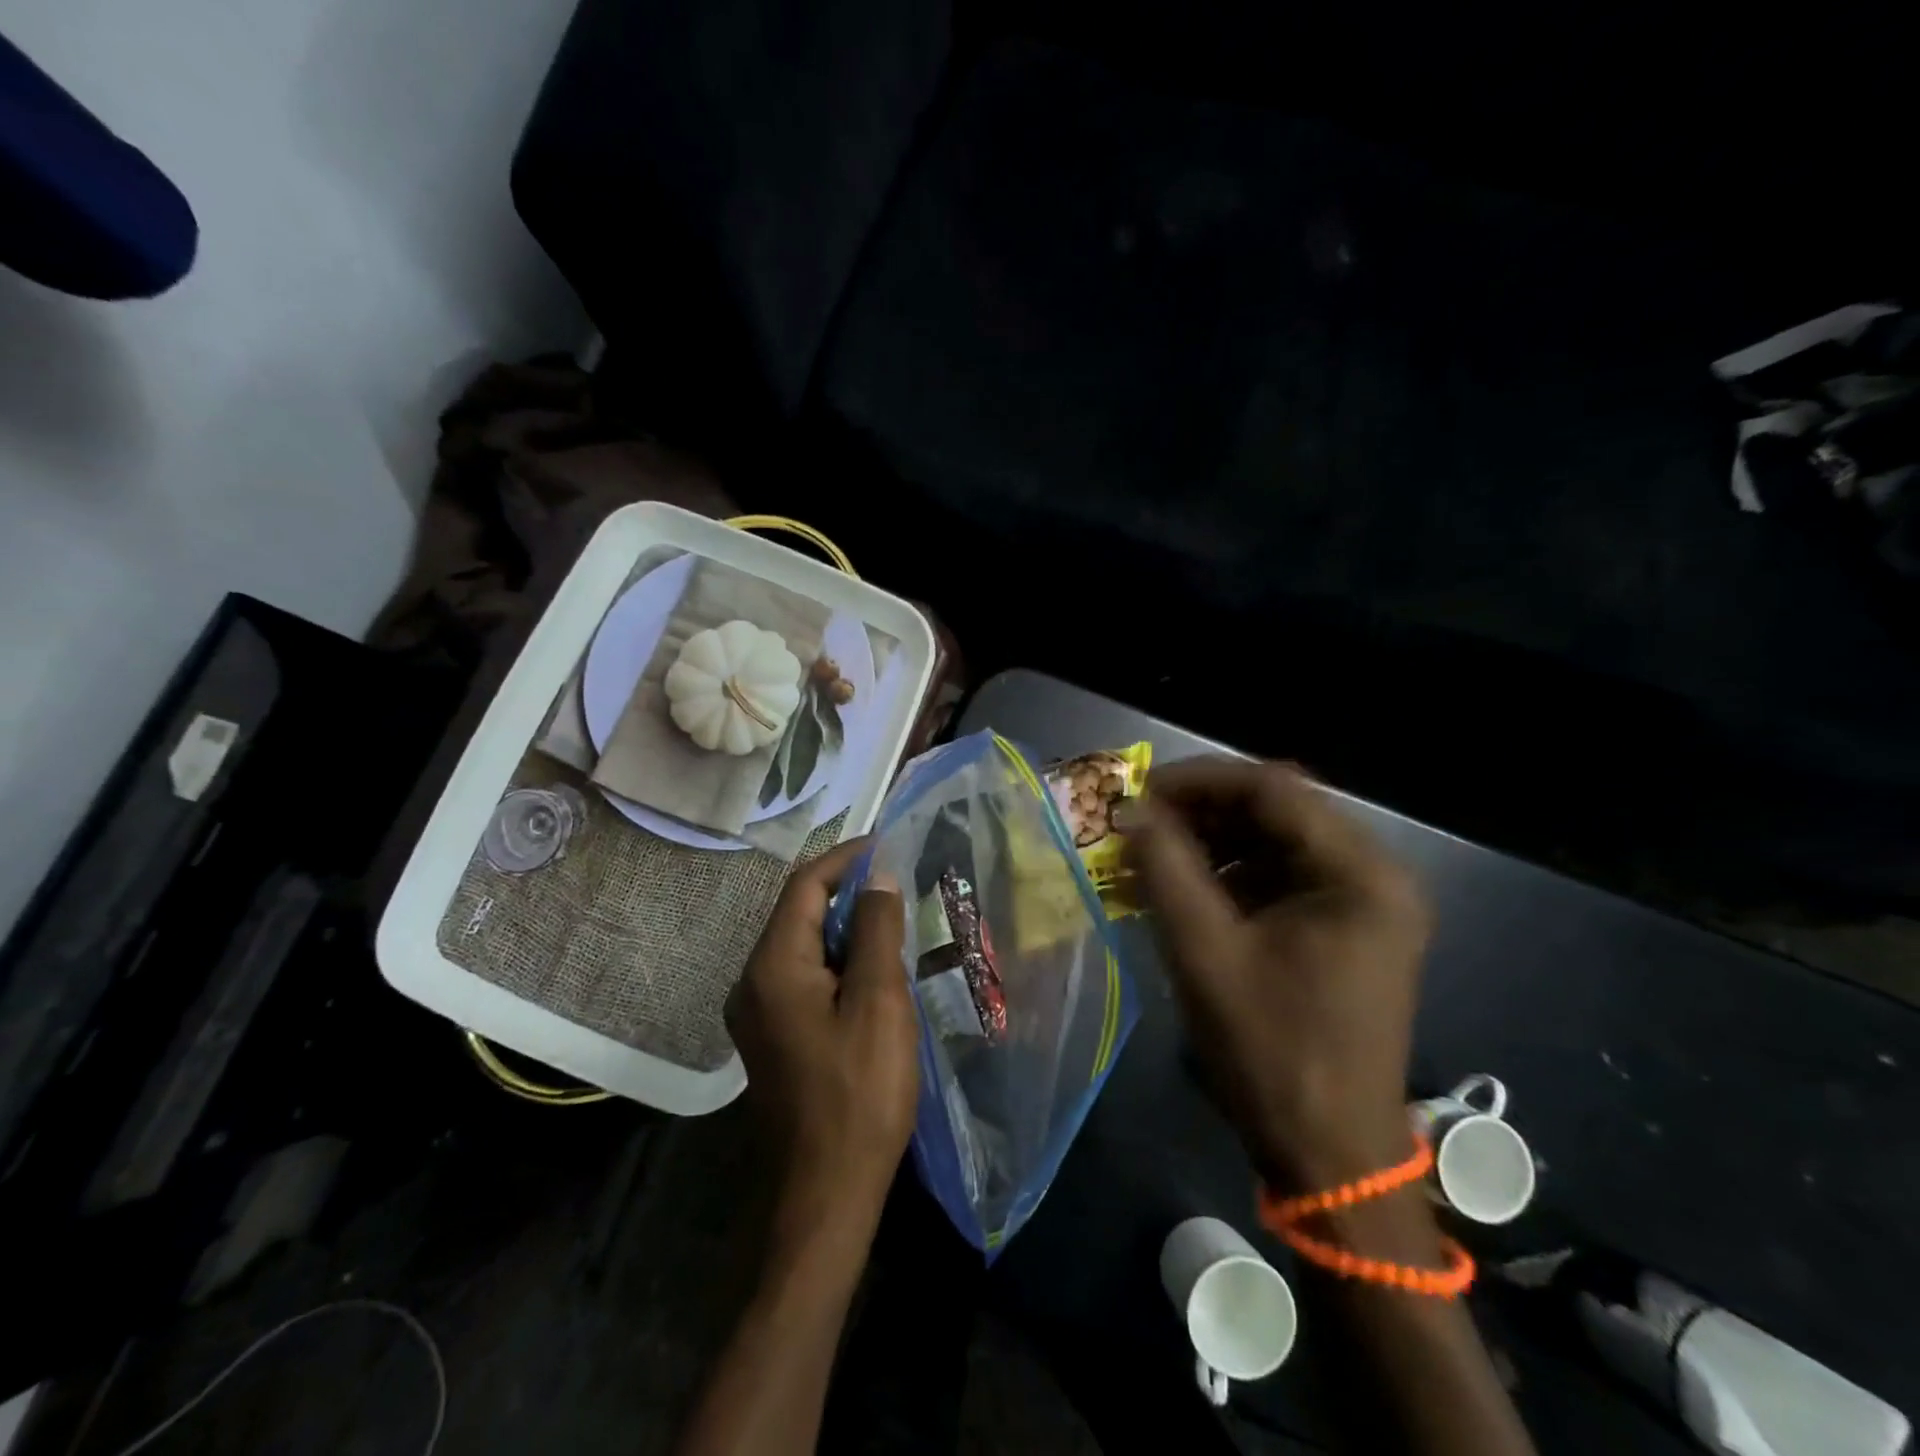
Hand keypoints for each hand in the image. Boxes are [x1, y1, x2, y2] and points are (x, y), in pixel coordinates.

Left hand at [727, 839, 919, 1230]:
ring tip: (895, 923)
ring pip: (804, 945)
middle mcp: (753, 981)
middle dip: (848, 891)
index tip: (888, 846)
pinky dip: (838, 960)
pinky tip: (874, 972)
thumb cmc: (860, 1093)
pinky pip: (804, 976)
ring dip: (846, 927)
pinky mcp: (772, 1036)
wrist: (826, 1192)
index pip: (806, 885)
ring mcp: (757, 1012)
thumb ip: (877, 930)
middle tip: (899, 885)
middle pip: (799, 912)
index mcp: (773, 966)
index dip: (846, 858)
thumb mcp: (879, 1002)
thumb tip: (879, 877)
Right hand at [1123, 759, 1430, 1189]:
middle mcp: (1373, 874)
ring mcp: (1362, 902)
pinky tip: (1181, 887)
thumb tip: (1130, 809)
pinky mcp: (1343, 927)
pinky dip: (1228, 873)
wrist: (1329, 1152)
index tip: (1137, 792)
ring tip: (1150, 853)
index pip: (1272, 788)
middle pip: (1277, 809)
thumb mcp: (1204, 952)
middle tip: (1138, 822)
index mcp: (1359, 874)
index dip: (1198, 780)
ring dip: (1210, 840)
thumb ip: (1164, 869)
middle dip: (1201, 810)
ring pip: (1274, 840)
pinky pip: (1279, 875)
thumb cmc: (1270, 1050)